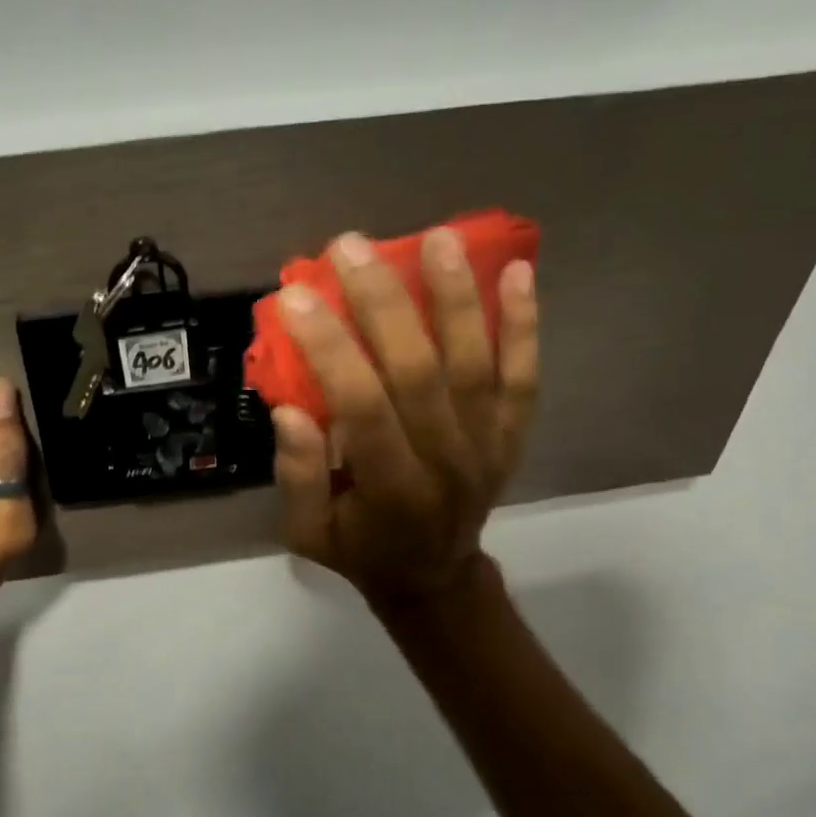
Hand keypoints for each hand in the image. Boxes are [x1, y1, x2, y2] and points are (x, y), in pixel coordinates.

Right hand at [270, 228, 537, 611]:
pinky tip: (519, 272)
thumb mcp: (307, 533)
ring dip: (457, 296)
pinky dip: (524, 325)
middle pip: (419, 369)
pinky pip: (524, 376)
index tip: (297, 296)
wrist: (436, 578)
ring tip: (436, 238)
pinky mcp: (512, 434)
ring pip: (475, 361)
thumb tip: (290, 410)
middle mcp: (447, 460)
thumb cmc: (361, 551)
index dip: (330, 348)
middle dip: (383, 302)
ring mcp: (488, 444)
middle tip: (350, 246)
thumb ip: (297, 476)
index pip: (362, 405)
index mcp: (392, 487)